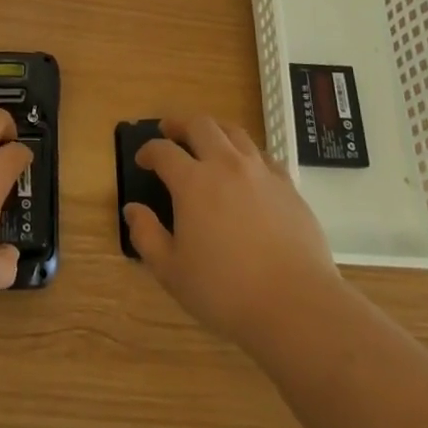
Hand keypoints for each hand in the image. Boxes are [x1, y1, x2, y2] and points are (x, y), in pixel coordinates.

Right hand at [123, 114, 342, 351]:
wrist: (295, 304)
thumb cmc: (225, 291)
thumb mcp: (172, 271)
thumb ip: (146, 236)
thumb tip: (132, 209)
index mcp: (193, 182)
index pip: (163, 151)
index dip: (148, 150)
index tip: (142, 159)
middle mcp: (225, 165)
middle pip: (200, 125)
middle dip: (180, 123)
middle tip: (170, 130)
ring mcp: (260, 172)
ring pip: (234, 132)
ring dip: (214, 129)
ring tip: (207, 138)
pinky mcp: (288, 185)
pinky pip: (263, 155)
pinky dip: (247, 153)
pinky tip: (246, 167)